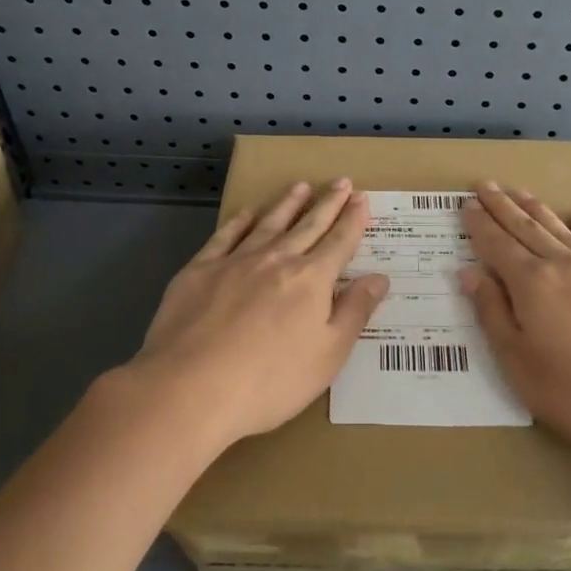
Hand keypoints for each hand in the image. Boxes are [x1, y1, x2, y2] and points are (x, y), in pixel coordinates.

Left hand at [129, 178, 388, 448]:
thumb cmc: (270, 381)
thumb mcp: (328, 355)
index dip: (353, 220)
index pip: (339, 242)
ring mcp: (235, 261)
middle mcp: (276, 260)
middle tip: (341, 181)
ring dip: (288, 204)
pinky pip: (225, 236)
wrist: (190, 388)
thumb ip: (354, 312)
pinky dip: (239, 222)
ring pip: (269, 223)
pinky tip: (247, 213)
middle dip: (328, 203)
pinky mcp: (200, 271)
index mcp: (311, 280)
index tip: (361, 199)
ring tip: (301, 186)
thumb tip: (379, 277)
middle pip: (308, 225)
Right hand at [460, 183, 570, 458]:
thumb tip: (470, 273)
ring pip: (561, 230)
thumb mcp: (518, 364)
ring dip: (537, 209)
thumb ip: (492, 314)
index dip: (479, 224)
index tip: (467, 204)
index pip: (497, 245)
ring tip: (520, 192)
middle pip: (526, 228)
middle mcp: (564, 265)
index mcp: (532, 284)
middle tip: (485, 185)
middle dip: (503, 206)